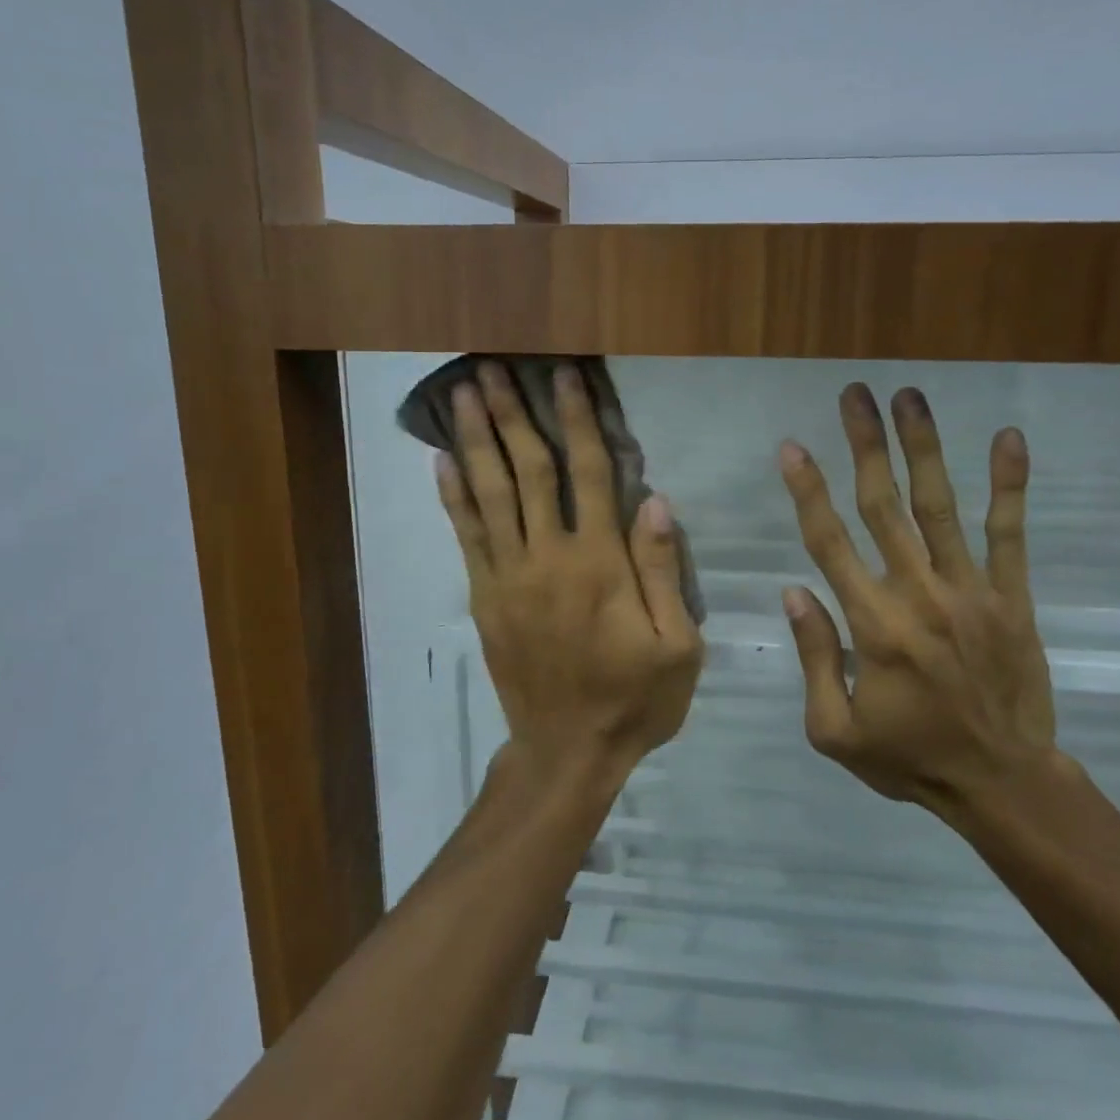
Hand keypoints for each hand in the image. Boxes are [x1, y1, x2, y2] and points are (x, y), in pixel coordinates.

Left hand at [436, 362, 703, 788]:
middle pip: (528, 470)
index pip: (589, 474)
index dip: (576, 420)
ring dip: (475, 441)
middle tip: (492, 367)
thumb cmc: (634, 699)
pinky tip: (442, 461)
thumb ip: (662, 570)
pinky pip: (467, 536)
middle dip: (511, 414)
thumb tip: (654, 499)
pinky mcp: (485, 597)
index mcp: (600, 563)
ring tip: (461, 395)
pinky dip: (454, 496)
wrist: (567, 752)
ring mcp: (508, 576)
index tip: (564, 377)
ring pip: (490, 494)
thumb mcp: (678, 645)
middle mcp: (548, 557)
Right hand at [777, 383, 1060, 820]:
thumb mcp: (833, 731)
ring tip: (910, 397)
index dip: (807, 490)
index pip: (829, 542)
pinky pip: (1009, 533)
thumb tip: (794, 590)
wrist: (1002, 783)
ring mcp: (969, 591)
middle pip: (883, 506)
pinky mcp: (1011, 597)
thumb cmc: (909, 758)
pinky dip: (1010, 485)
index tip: (792, 446)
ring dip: (923, 448)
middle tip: (854, 395)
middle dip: (865, 446)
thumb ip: (812, 656)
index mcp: (871, 624)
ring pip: (939, 506)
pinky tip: (1008, 438)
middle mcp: (917, 594)